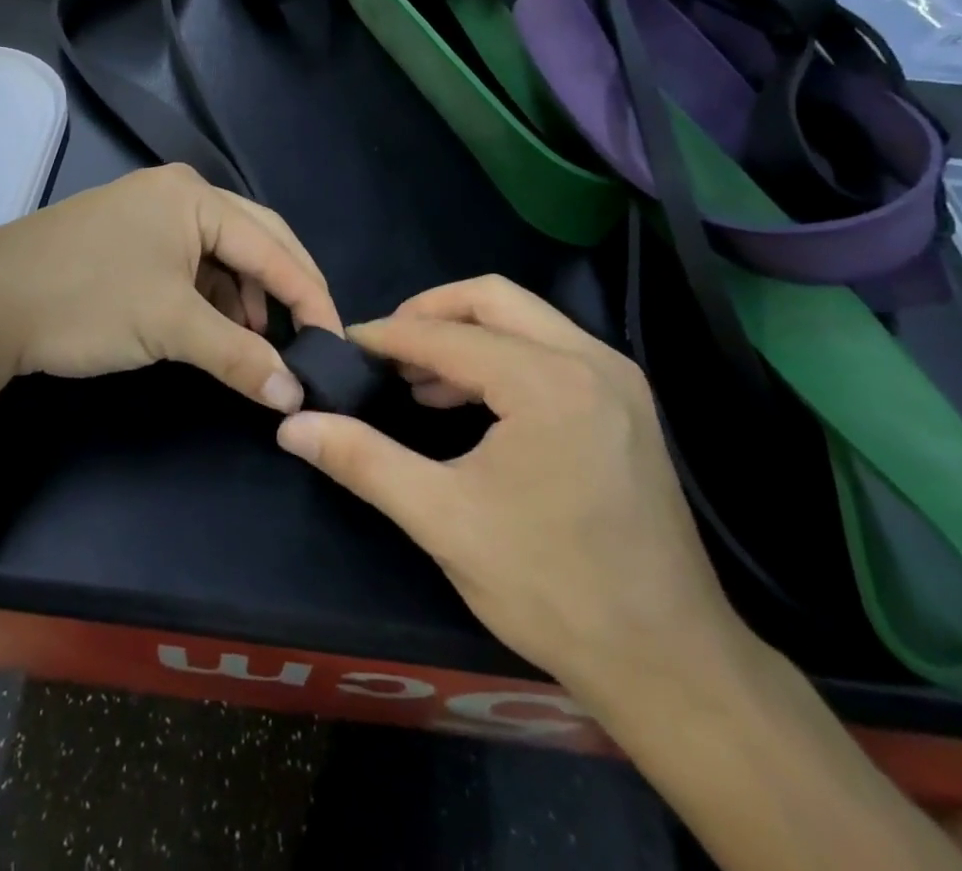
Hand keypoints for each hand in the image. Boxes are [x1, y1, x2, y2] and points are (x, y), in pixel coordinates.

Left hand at [0, 164, 340, 409]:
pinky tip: (215, 327)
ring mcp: (151, 212)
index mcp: (196, 197)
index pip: (273, 245)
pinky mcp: (130, 237)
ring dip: (246, 296)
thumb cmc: (86, 300)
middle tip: (310, 337)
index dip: (310, 295)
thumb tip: (295, 396)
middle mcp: (179, 193)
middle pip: (254, 240)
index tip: (336, 342)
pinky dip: (211, 295)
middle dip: (284, 289)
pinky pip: (191, 262)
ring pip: (222, 254)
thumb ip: (239, 356)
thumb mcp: (170, 326)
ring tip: (257, 342)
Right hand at [274, 275, 739, 698]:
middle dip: (429, 314)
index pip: (447, 335)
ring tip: (417, 380)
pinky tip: (468, 402)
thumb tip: (292, 426)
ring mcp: (616, 378)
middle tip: (384, 351)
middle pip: (491, 297)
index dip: (386, 338)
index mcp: (547, 382)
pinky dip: (501, 355)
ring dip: (465, 333)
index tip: (343, 345)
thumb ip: (362, 460)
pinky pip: (550, 347)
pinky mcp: (626, 402)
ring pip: (525, 317)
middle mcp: (590, 360)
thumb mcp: (442, 520)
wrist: (669, 662)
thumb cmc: (550, 588)